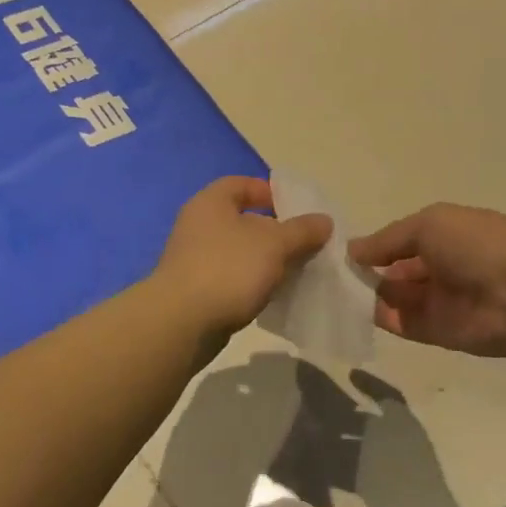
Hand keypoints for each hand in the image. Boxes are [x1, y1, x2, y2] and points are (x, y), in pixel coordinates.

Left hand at [152, 177, 332, 336]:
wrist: (181, 323)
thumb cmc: (228, 268)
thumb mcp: (274, 244)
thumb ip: (302, 230)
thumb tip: (324, 220)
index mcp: (211, 202)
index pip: (240, 184)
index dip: (268, 191)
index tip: (295, 209)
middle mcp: (198, 225)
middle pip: (242, 219)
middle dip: (274, 231)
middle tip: (303, 244)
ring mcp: (194, 259)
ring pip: (238, 252)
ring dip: (265, 260)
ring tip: (295, 272)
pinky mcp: (195, 290)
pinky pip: (231, 278)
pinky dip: (251, 282)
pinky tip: (272, 295)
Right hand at [349, 204, 505, 358]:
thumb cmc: (476, 245)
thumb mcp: (428, 224)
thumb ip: (389, 239)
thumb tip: (353, 250)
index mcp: (445, 234)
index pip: (402, 241)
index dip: (375, 246)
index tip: (342, 252)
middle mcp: (441, 266)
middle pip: (396, 271)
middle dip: (367, 272)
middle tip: (330, 276)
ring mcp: (440, 301)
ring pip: (396, 297)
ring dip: (368, 295)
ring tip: (334, 293)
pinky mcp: (439, 332)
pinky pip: (403, 324)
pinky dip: (380, 319)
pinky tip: (352, 311)